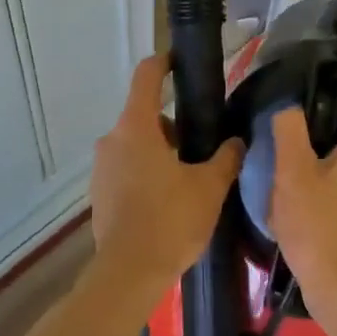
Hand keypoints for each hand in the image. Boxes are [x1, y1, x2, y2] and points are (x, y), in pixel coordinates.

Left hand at [89, 56, 243, 302]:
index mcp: (136, 127)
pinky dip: (145, 173)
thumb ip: (226, 158)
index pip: (146, 76)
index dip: (164, 63)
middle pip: (144, 115)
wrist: (128, 274)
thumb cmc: (169, 220)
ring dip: (160, 152)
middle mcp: (112, 139)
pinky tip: (167, 200)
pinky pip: (126, 169)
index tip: (180, 61)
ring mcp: (101, 167)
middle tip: (202, 145)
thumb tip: (237, 141)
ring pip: (135, 144)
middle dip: (173, 125)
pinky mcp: (99, 193)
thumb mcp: (209, 187)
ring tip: (189, 178)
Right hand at [269, 104, 336, 323]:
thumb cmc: (319, 225)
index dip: (311, 108)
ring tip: (286, 183)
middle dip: (310, 142)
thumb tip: (289, 105)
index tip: (284, 124)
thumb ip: (289, 128)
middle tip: (280, 156)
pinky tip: (303, 205)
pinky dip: (328, 188)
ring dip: (316, 168)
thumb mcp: (292, 172)